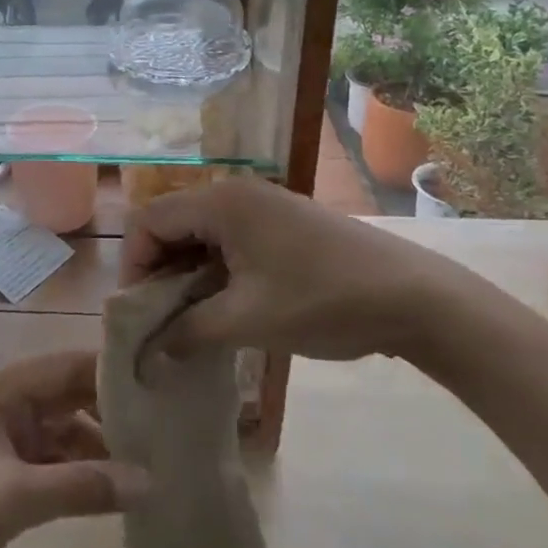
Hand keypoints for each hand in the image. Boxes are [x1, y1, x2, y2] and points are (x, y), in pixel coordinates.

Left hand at [0, 351, 146, 547]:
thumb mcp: (13, 497)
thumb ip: (82, 486)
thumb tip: (151, 482)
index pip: (65, 366)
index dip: (110, 372)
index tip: (158, 383)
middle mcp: (1, 405)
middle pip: (66, 396)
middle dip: (109, 411)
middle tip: (161, 428)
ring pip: (60, 432)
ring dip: (96, 447)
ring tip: (145, 466)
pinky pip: (49, 463)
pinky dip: (77, 474)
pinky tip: (109, 494)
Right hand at [120, 177, 471, 362]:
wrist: (414, 297)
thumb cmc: (322, 301)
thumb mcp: (248, 321)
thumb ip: (188, 333)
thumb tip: (148, 354)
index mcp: (220, 202)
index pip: (148, 221)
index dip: (133, 266)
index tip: (138, 314)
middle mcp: (236, 193)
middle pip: (171, 224)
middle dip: (158, 271)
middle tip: (160, 321)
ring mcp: (262, 206)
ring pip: (200, 234)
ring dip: (187, 274)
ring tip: (190, 321)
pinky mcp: (282, 224)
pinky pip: (229, 241)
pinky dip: (215, 271)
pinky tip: (224, 307)